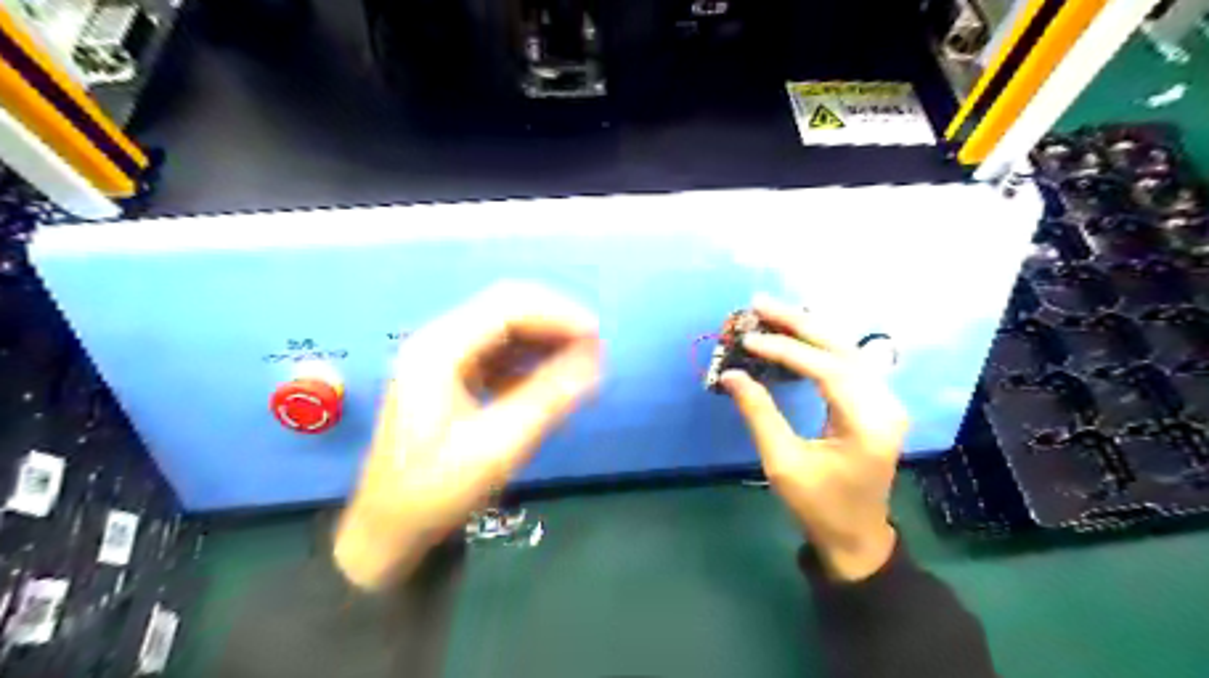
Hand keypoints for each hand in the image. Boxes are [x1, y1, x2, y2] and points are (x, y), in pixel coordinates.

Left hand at [333, 281, 600, 586]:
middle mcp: (439, 340)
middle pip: (507, 307)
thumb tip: (596, 359)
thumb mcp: (499, 445)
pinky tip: (552, 381)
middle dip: (555, 322)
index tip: (597, 337)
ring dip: (546, 340)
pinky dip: (531, 360)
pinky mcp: (452, 375)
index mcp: (439, 349)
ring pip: (506, 328)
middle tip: (594, 348)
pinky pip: (500, 352)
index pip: (508, 306)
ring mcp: (443, 357)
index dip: (558, 314)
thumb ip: (549, 396)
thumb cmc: (437, 490)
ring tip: (582, 364)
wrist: (389, 529)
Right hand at [717, 296, 906, 582]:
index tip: (750, 339)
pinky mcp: (876, 403)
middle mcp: (885, 404)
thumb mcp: (782, 463)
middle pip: (842, 348)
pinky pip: (847, 363)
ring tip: (771, 312)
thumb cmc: (818, 506)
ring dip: (808, 328)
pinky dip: (818, 345)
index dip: (786, 350)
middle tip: (759, 303)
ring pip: (846, 350)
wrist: (856, 536)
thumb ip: (759, 414)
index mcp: (867, 424)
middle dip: (798, 323)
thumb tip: (732, 375)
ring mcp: (885, 402)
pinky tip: (795, 334)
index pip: (827, 370)